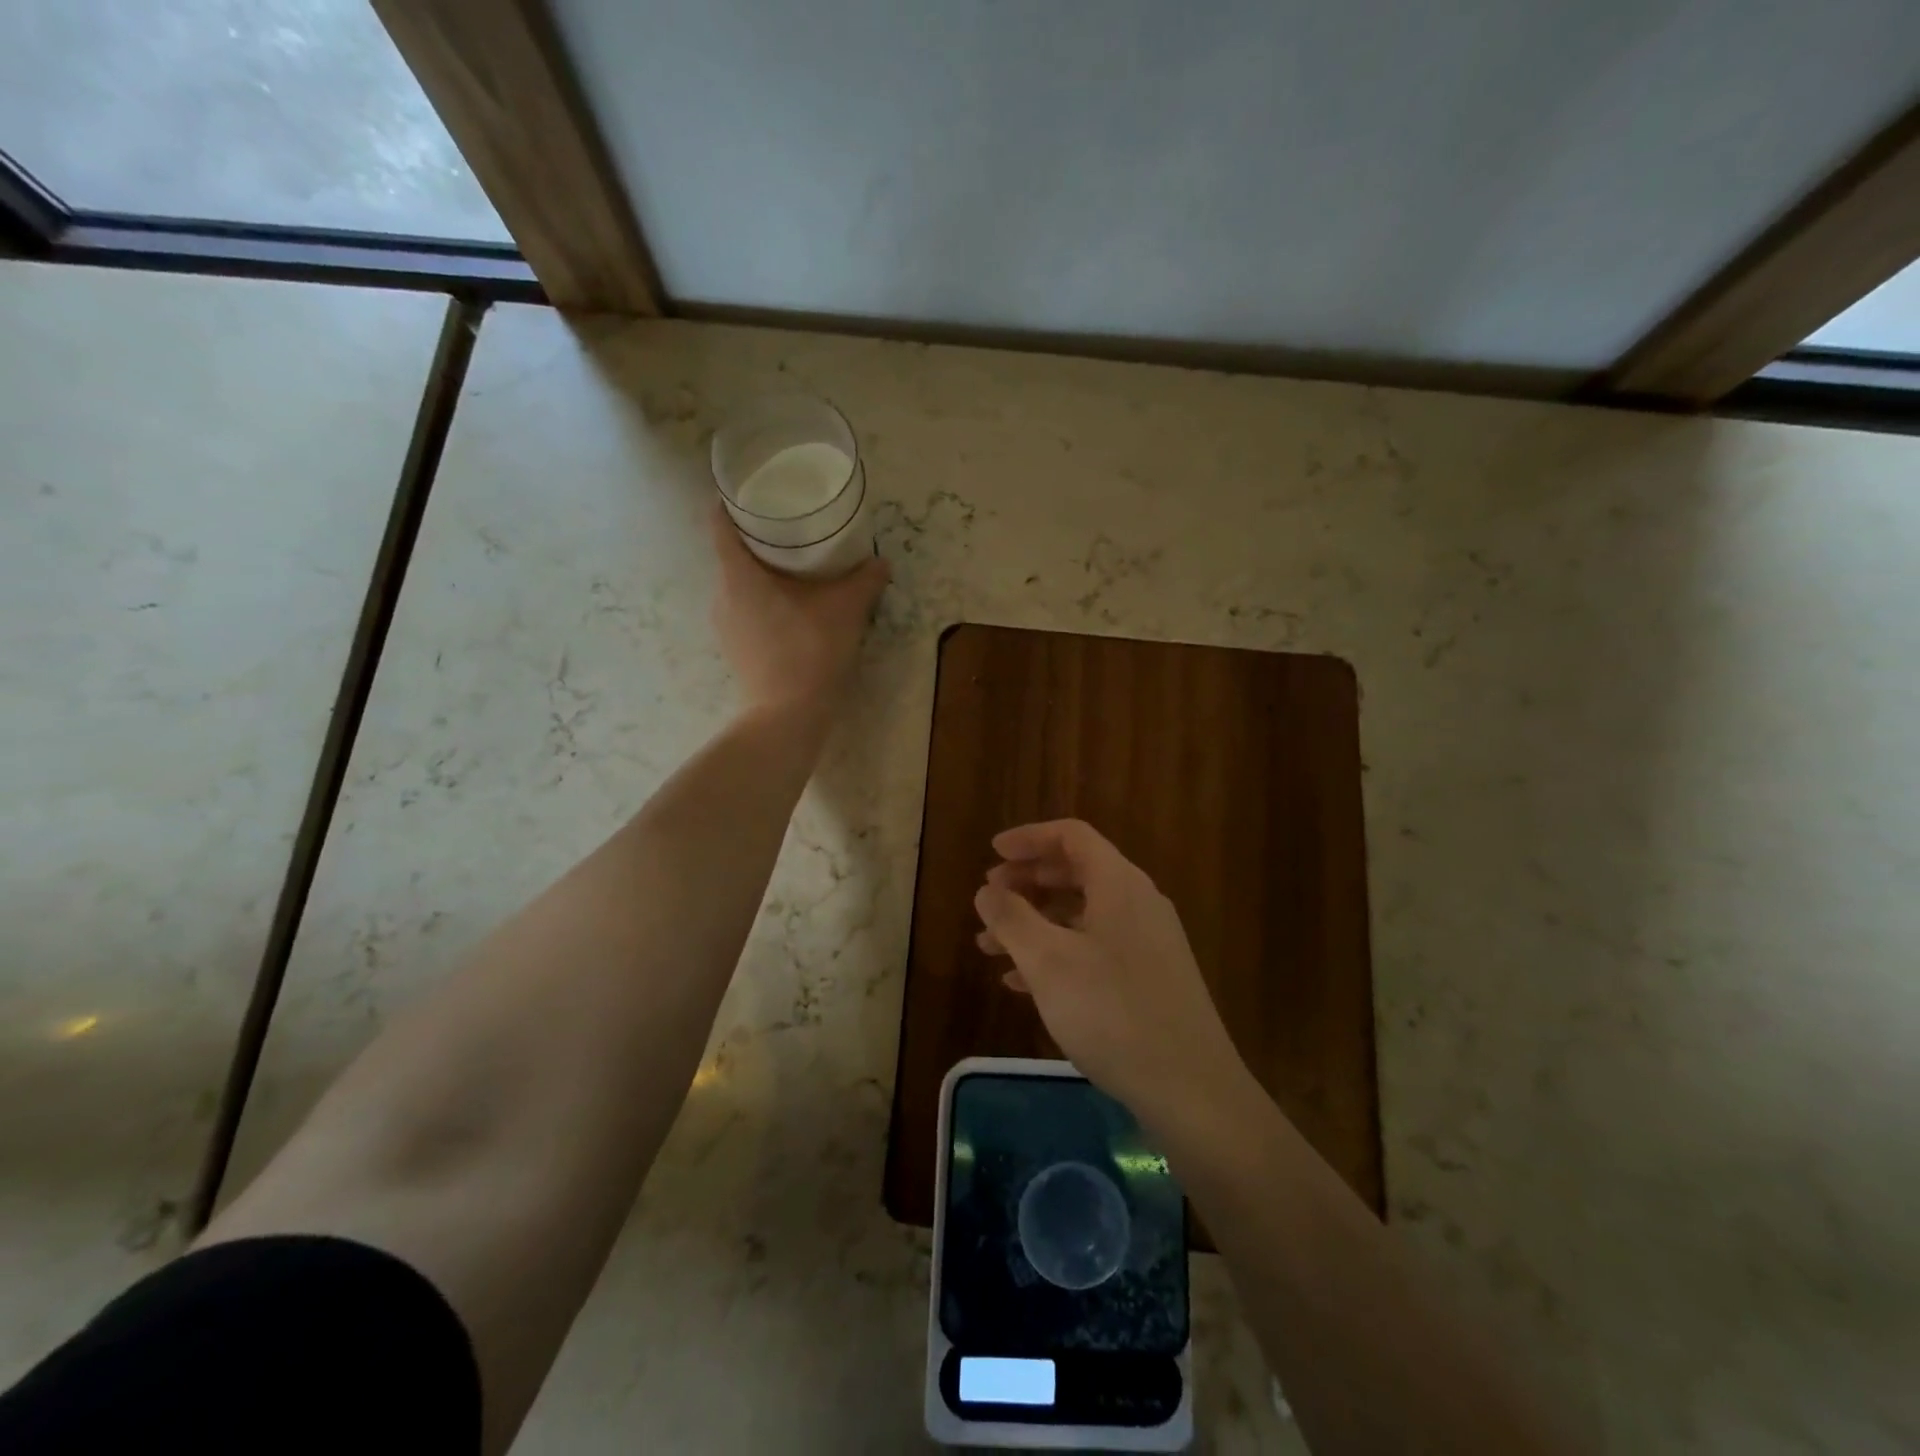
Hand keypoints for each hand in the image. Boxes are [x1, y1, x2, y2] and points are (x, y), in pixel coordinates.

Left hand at [710, 507, 889, 712]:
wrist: (788, 717)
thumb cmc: (810, 651)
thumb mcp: (846, 609)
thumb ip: (865, 580)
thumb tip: (881, 561)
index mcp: (738, 574)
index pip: (720, 523)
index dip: (733, 502)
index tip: (755, 492)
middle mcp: (722, 595)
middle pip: (733, 554)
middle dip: (760, 540)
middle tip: (793, 530)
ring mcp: (725, 626)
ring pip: (740, 586)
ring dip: (764, 575)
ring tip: (798, 571)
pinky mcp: (736, 650)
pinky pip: (746, 612)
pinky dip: (765, 603)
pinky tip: (794, 611)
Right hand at [973, 819, 1246, 1128]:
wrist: (1191, 1088)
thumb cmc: (1112, 1012)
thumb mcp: (1048, 961)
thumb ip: (1012, 918)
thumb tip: (987, 890)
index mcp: (1119, 883)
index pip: (1071, 836)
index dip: (1029, 838)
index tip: (992, 853)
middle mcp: (1138, 902)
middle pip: (1076, 871)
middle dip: (1027, 881)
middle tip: (989, 898)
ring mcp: (1148, 942)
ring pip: (1082, 914)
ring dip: (1035, 921)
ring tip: (991, 947)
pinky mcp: (1150, 978)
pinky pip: (1095, 947)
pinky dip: (1057, 952)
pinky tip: (1024, 982)